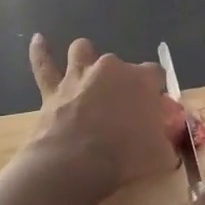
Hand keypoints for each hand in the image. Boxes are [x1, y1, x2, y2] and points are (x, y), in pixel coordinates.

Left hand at [28, 34, 178, 195]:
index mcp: (140, 80)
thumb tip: (167, 141)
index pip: (155, 74)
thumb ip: (166, 141)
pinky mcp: (53, 88)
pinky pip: (44, 64)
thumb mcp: (160, 155)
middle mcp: (110, 68)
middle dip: (122, 81)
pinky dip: (41, 52)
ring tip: (88, 71)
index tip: (154, 108)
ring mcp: (79, 75)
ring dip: (86, 58)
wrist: (76, 164)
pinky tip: (38, 39)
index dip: (154, 90)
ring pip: (83, 51)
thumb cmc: (124, 158)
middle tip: (122, 108)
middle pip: (120, 66)